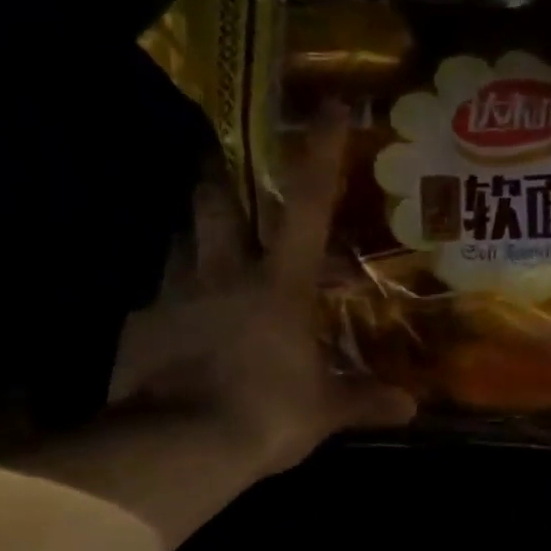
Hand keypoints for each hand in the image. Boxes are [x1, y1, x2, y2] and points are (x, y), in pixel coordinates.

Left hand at [106, 102, 415, 475]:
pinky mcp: (139, 325)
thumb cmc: (267, 415)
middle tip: (220, 167)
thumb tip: (411, 409)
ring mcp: (174, 295)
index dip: (318, 153)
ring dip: (191, 236)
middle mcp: (222, 273)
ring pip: (178, 243)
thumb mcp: (324, 412)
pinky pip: (153, 301)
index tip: (325, 105)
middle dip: (218, 175)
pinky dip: (165, 306)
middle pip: (214, 202)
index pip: (306, 205)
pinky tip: (172, 328)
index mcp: (278, 284)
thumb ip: (366, 402)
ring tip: (199, 247)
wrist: (182, 445)